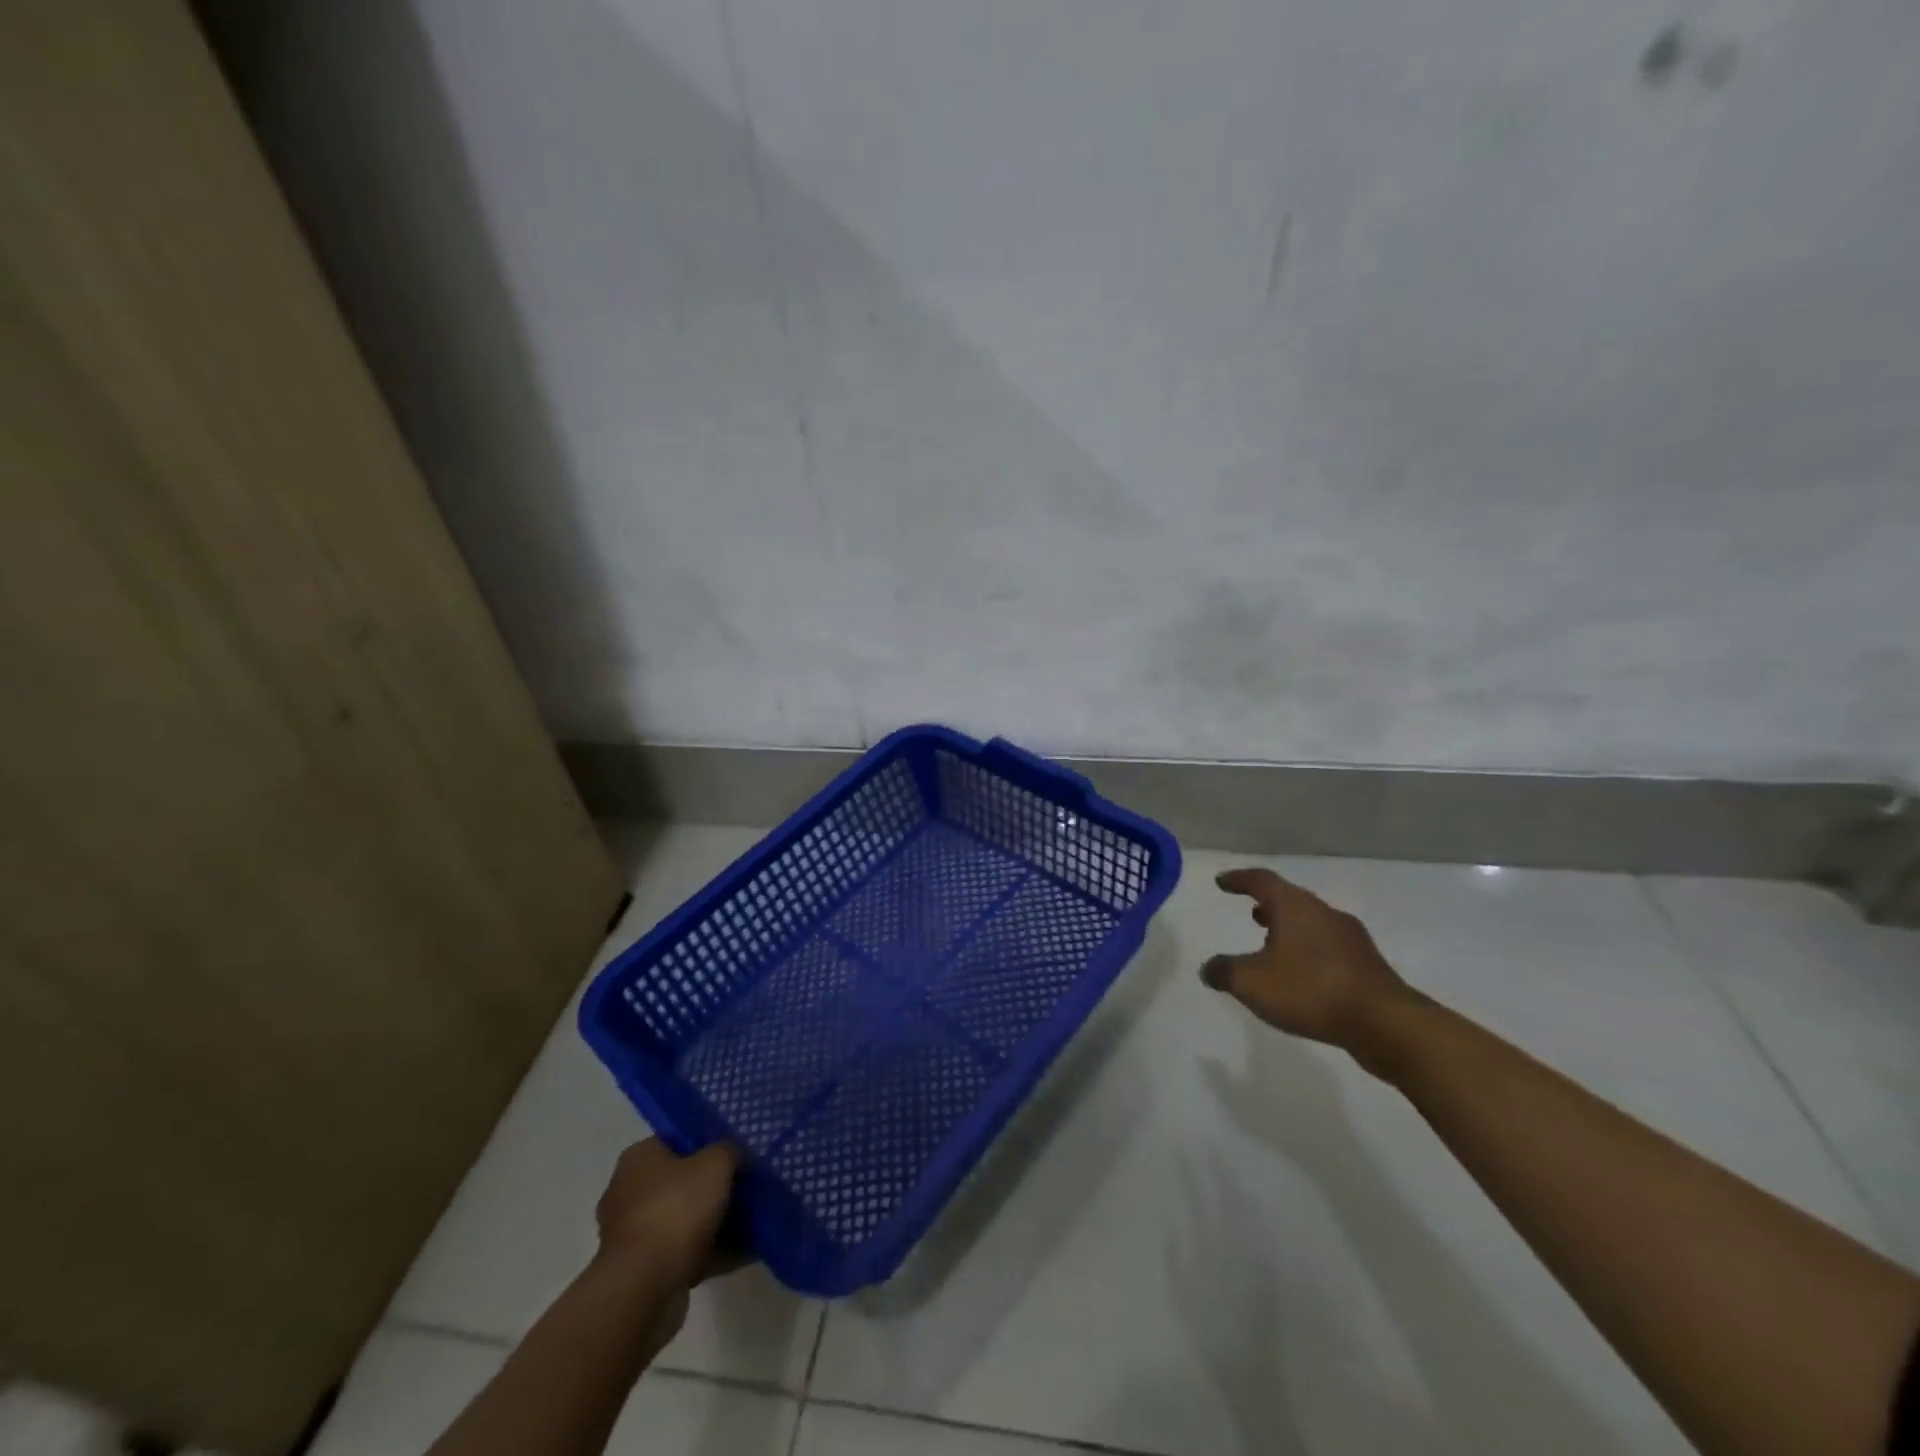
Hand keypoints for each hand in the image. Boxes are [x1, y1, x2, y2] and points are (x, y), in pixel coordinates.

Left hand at [595, 1139, 740, 1291]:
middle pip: (682, 1181)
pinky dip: (714, 1251)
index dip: (707, 1142)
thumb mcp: (716, 1163)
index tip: (736, 1150)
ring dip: (716, 1221)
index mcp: (639, 1159)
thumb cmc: (676, 1209)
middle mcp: (629, 1192)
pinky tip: (748, 1250)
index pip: (676, 1139)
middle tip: (748, 1184)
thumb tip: (735, 1154)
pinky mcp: (645, 1271)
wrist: (644, 1288)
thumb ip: (730, 1150)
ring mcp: (635, 1235)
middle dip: (713, 1186)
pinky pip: (687, 1252)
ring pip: (686, 1219)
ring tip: (755, 1218)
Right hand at [1200, 868, 1417, 1068]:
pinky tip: (1302, 974)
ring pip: (1312, 923)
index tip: (1222, 882)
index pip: (1261, 880)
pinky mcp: (1367, 964)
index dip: (1239, 879)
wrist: (1385, 1024)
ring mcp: (1350, 938)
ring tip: (1272, 943)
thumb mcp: (1252, 983)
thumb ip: (1225, 972)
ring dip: (1290, 928)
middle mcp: (1323, 913)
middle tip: (1251, 911)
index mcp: (1294, 906)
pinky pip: (1328, 947)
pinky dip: (1308, 950)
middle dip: (1268, 904)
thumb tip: (1208, 968)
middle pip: (1291, 899)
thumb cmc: (1311, 991)